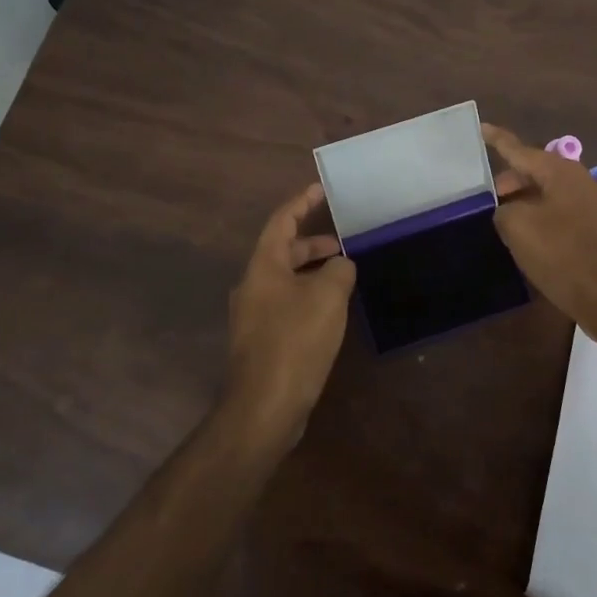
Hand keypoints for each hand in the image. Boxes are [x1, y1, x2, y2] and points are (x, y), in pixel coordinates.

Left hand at [225, 182, 355, 444]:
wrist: (264, 407)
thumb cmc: (295, 341)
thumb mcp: (328, 296)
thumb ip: (339, 270)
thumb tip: (341, 265)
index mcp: (263, 266)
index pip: (281, 221)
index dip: (301, 202)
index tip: (320, 189)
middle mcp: (253, 286)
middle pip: (282, 251)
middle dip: (312, 243)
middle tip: (343, 242)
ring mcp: (254, 316)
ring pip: (286, 280)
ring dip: (312, 272)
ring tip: (344, 275)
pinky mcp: (262, 341)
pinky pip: (287, 305)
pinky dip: (309, 297)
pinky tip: (331, 311)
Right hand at [483, 123, 596, 336]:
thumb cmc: (561, 254)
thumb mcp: (518, 227)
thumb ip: (504, 210)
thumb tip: (509, 211)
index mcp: (561, 172)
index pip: (520, 149)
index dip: (498, 140)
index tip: (481, 127)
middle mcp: (579, 180)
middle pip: (534, 171)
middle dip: (509, 182)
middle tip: (485, 200)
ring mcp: (591, 204)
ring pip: (546, 193)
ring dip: (523, 202)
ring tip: (501, 220)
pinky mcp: (595, 229)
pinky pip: (559, 212)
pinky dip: (539, 217)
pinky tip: (526, 237)